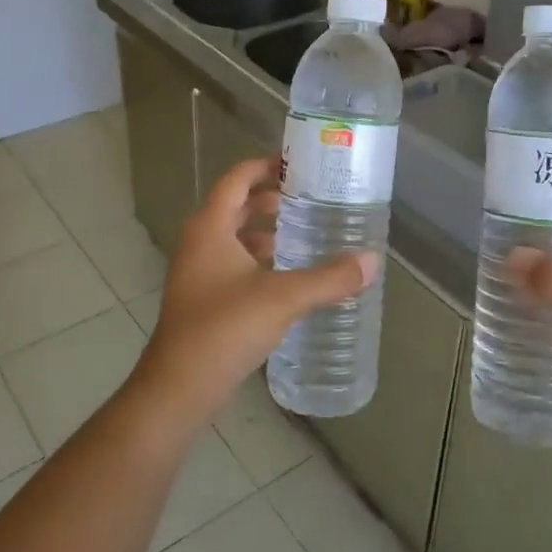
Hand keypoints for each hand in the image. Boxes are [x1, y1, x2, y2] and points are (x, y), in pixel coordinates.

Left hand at [129, 157, 378, 431]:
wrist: (179, 387)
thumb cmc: (225, 328)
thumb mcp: (283, 298)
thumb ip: (329, 278)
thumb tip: (371, 260)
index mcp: (210, 227)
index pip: (236, 179)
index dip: (265, 166)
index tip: (298, 165)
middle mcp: (199, 242)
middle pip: (235, 206)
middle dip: (270, 200)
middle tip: (308, 201)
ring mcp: (197, 272)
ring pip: (233, 238)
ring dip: (264, 232)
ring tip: (303, 236)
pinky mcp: (202, 299)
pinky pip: (232, 264)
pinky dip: (258, 261)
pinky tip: (286, 278)